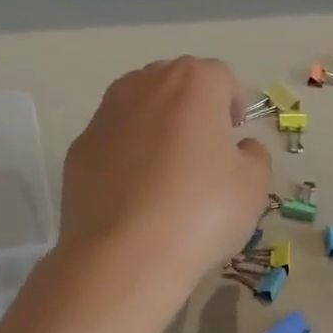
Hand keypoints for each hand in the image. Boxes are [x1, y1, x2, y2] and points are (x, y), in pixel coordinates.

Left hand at [59, 57, 273, 298]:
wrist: (124, 255)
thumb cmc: (201, 212)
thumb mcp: (253, 187)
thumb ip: (254, 156)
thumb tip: (239, 148)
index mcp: (193, 84)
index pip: (221, 77)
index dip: (233, 104)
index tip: (236, 136)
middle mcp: (144, 85)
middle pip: (175, 84)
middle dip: (192, 109)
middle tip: (204, 152)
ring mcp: (105, 115)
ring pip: (139, 108)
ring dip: (156, 128)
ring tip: (167, 173)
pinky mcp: (79, 149)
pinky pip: (113, 142)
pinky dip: (126, 156)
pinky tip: (135, 196)